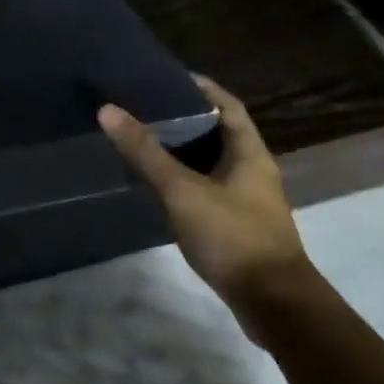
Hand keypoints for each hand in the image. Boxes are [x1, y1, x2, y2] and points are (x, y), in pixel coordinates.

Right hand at [97, 74, 309, 306]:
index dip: (202, 88)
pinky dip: (187, 181)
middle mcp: (254, 172)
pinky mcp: (240, 227)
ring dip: (185, 152)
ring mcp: (249, 202)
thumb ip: (146, 153)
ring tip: (146, 142)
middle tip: (146, 108)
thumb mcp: (183, 191)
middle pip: (220, 134)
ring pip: (214, 164)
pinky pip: (210, 190)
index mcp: (250, 153)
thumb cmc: (233, 236)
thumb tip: (108, 110)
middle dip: (187, 119)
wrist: (275, 305)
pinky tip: (161, 188)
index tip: (168, 78)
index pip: (228, 107)